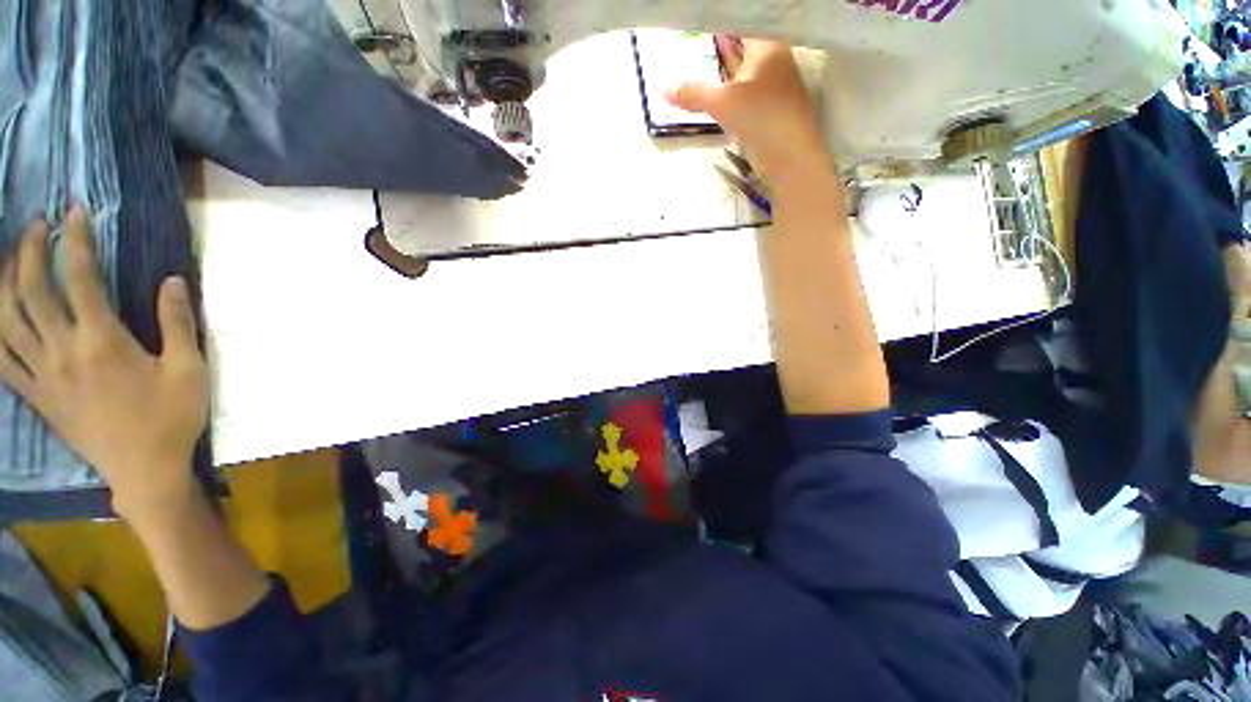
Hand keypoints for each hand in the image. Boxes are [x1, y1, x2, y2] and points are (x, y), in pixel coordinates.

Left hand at [0, 210, 207, 521]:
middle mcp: (65, 355)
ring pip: (16, 330)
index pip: (80, 274)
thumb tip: (172, 278)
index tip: (72, 209)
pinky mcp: (43, 403)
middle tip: (36, 227)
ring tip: (14, 266)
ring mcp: (48, 381)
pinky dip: (3, 352)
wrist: (147, 487)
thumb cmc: (168, 429)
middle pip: (33, 291)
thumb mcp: (188, 375)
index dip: (75, 235)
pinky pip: (14, 374)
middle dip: (30, 250)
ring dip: (11, 293)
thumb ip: (179, 321)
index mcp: (100, 343)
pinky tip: (0, 331)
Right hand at [666, 39, 829, 185]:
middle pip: (745, 45)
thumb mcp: (719, 101)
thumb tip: (665, 90)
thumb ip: (691, 92)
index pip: (743, 26)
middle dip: (721, 44)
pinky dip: (731, 85)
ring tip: (694, 58)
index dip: (721, 24)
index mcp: (769, 49)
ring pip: (746, 67)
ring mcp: (777, 85)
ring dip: (724, 66)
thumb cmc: (761, 116)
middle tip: (690, 38)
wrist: (795, 159)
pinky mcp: (775, 105)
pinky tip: (711, 86)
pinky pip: (748, 87)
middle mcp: (776, 62)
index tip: (697, 22)